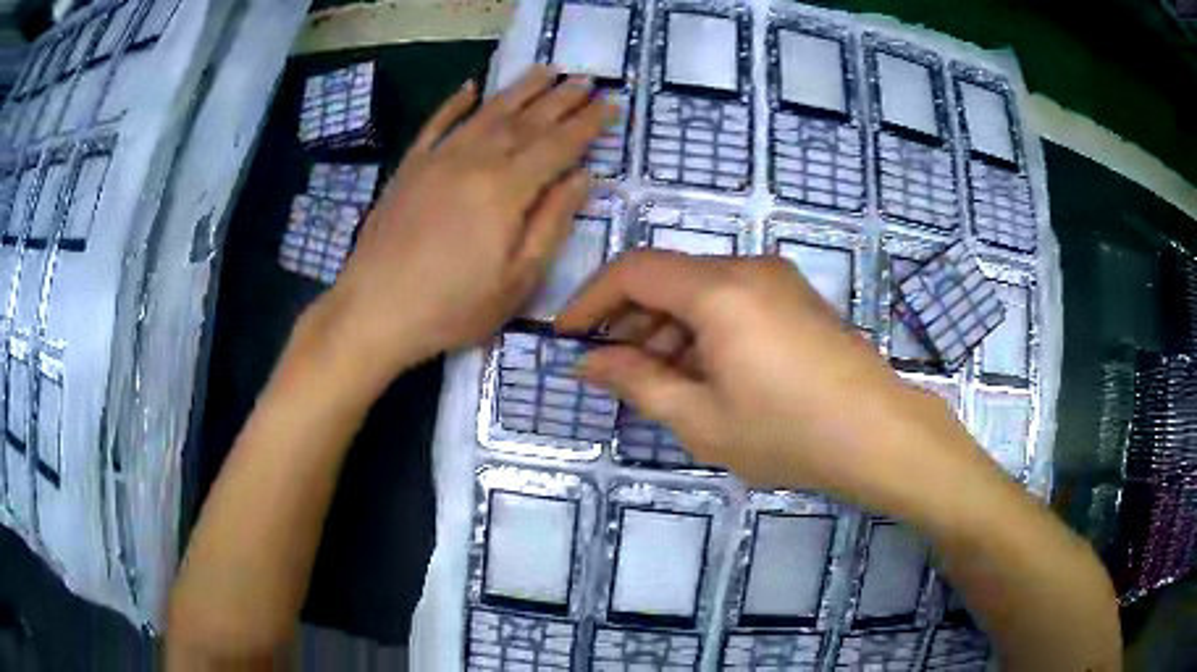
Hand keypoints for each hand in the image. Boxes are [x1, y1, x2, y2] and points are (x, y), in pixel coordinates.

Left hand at [305, 66, 614, 392]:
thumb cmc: (452, 307)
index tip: (611, 103)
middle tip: (587, 79)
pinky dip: (455, 103)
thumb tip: (581, 178)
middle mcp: (474, 160)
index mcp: (506, 189)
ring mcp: (437, 158)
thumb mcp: (516, 281)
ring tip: (546, 70)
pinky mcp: (409, 166)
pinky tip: (470, 87)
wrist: (373, 311)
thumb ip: (551, 223)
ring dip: (520, 89)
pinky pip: (436, 123)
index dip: (588, 123)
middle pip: (527, 120)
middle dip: (561, 98)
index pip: (558, 145)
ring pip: (488, 113)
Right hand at [557, 251, 1000, 516]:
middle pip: (668, 278)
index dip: (591, 299)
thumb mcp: (700, 419)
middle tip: (614, 371)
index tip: (567, 335)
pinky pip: (733, 300)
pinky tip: (708, 374)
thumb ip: (638, 383)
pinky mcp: (797, 297)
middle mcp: (747, 268)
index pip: (634, 270)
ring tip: (661, 382)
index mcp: (718, 290)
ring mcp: (778, 280)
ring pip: (701, 290)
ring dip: (668, 329)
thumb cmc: (787, 432)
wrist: (879, 434)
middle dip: (631, 321)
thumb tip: (589, 362)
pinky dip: (704, 329)